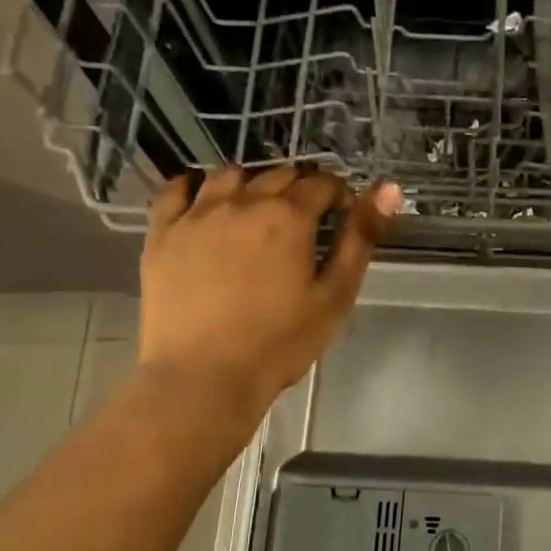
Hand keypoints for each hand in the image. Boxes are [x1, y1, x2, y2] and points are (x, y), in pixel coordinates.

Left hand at [138, 165, 400, 427]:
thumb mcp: (335, 295)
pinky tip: (203, 199)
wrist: (203, 375)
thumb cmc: (280, 342)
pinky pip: (175, 191)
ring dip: (252, 183)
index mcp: (288, 216)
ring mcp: (196, 215)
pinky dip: (194, 186)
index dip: (338, 195)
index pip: (321, 184)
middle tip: (306, 220)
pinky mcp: (162, 234)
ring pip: (229, 176)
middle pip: (277, 175)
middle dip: (299, 188)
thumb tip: (388, 189)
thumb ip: (361, 238)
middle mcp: (241, 202)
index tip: (343, 215)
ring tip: (258, 209)